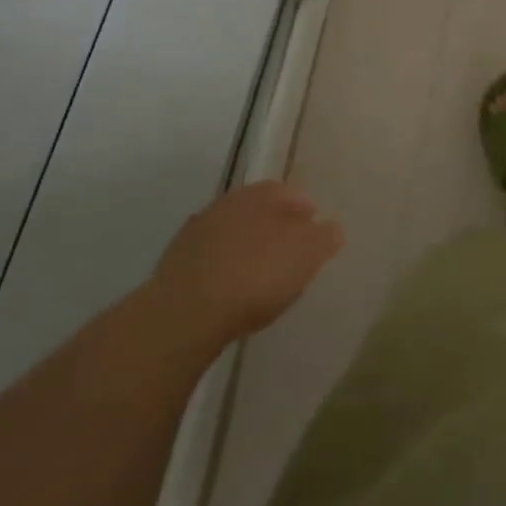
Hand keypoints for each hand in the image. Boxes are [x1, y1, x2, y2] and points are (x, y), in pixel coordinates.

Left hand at [149, 182, 343, 354]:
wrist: (184, 314)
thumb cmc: (256, 277)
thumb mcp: (306, 256)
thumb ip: (324, 237)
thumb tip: (330, 228)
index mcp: (261, 195)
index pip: (287, 191)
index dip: (303, 209)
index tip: (313, 229)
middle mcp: (228, 203)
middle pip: (257, 209)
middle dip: (274, 225)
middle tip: (288, 250)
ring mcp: (196, 232)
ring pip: (231, 232)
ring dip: (245, 245)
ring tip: (258, 272)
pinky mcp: (174, 263)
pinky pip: (208, 257)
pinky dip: (221, 266)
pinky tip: (228, 287)